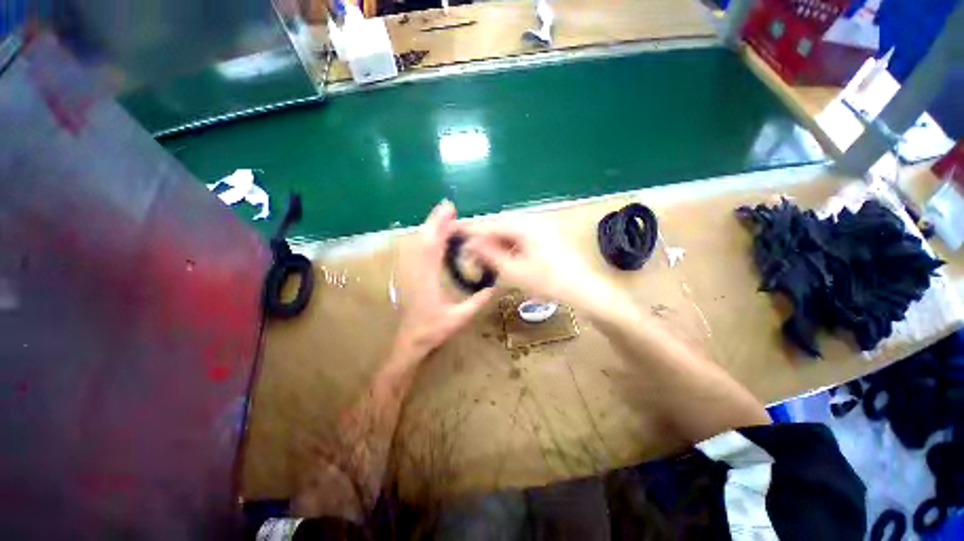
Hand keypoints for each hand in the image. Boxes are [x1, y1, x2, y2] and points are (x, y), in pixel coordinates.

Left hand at [393, 201, 493, 357]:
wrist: (409, 340)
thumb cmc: (433, 330)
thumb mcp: (460, 318)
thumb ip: (478, 301)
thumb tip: (496, 285)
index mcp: (428, 279)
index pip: (433, 247)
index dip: (441, 227)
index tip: (450, 212)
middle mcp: (417, 271)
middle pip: (424, 240)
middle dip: (436, 221)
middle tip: (449, 208)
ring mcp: (411, 272)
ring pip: (419, 243)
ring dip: (431, 228)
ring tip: (445, 217)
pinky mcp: (410, 274)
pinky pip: (418, 251)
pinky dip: (427, 239)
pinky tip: (436, 236)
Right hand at [463, 219, 611, 311]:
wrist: (584, 290)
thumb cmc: (550, 282)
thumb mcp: (515, 271)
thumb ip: (490, 256)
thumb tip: (470, 244)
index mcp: (525, 226)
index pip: (491, 224)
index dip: (472, 231)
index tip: (454, 235)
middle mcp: (533, 222)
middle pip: (500, 226)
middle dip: (484, 238)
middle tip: (470, 252)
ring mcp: (541, 229)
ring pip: (510, 232)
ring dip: (496, 243)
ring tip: (485, 258)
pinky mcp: (545, 237)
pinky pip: (520, 238)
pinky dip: (509, 247)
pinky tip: (505, 259)